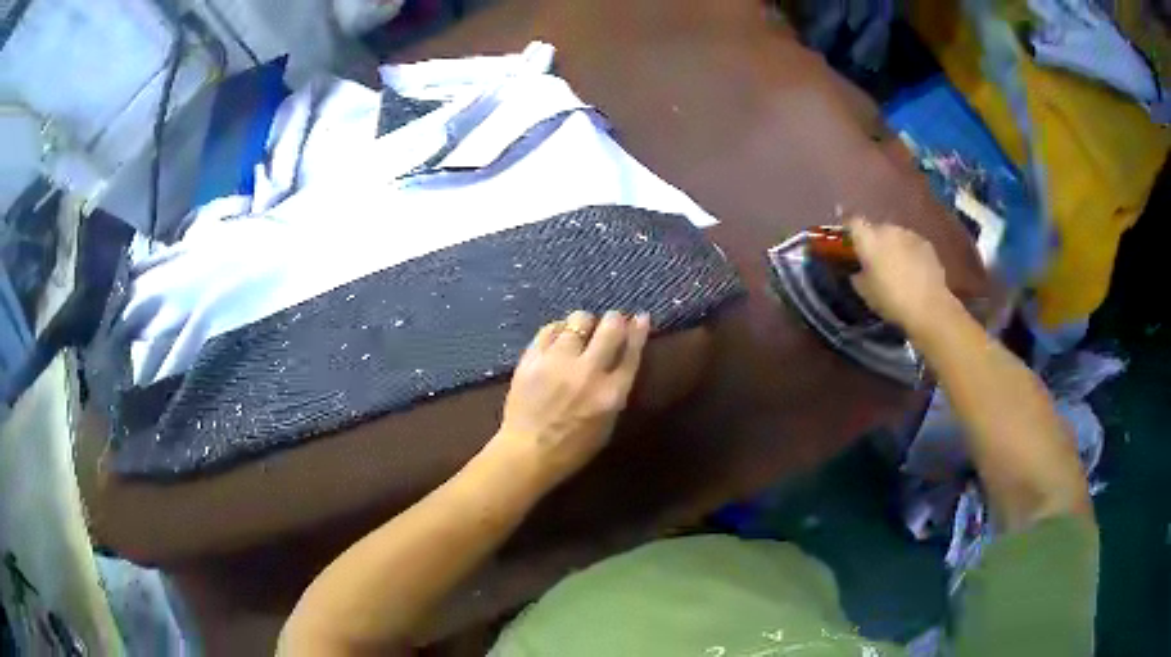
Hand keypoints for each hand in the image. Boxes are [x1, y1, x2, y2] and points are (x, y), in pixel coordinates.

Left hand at [489, 310, 650, 486]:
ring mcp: (557, 362)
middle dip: (615, 319)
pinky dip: (559, 329)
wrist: (527, 453)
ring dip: (585, 323)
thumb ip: (616, 390)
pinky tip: (559, 337)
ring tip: (581, 331)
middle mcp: (588, 372)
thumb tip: (622, 357)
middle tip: (611, 322)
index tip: (641, 318)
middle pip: (610, 327)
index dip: (639, 330)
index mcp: (612, 394)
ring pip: (579, 320)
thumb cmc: (573, 447)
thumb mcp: (608, 424)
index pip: (632, 351)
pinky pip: (550, 328)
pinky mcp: (532, 358)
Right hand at [848, 217, 956, 333]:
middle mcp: (888, 229)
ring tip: (897, 268)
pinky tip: (913, 272)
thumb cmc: (891, 301)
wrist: (929, 308)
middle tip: (875, 262)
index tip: (849, 243)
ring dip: (893, 247)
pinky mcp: (926, 244)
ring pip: (895, 236)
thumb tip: (859, 270)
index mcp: (869, 239)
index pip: (853, 222)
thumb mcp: (865, 292)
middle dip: (874, 242)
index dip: (849, 230)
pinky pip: (911, 244)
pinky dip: (910, 253)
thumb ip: (858, 275)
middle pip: (876, 229)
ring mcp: (909, 234)